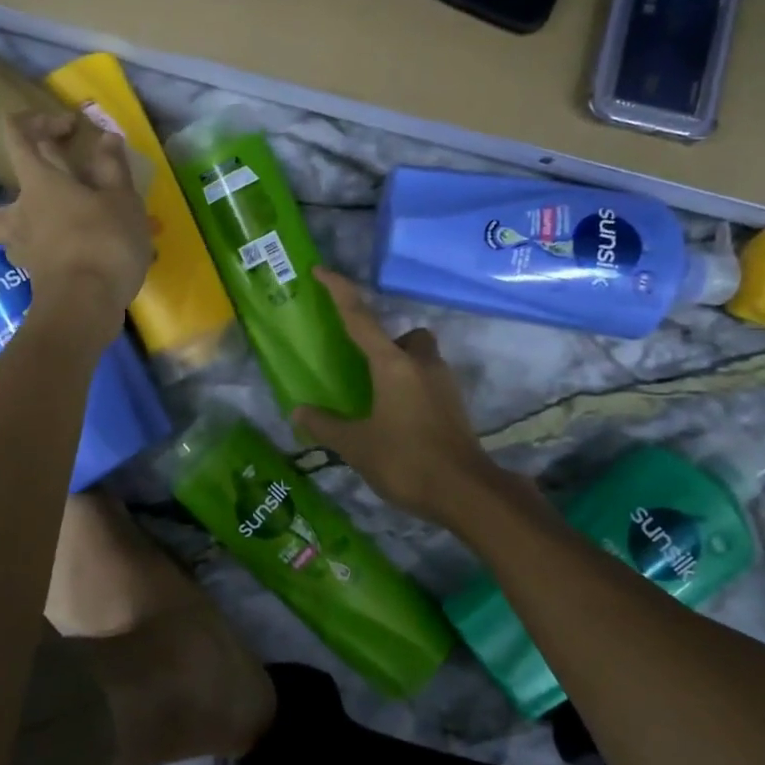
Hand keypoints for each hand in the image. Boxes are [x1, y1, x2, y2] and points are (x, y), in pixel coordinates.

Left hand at [0, 112, 151, 344]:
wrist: (86, 306)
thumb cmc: (103, 242)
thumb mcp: (121, 199)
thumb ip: (113, 168)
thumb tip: (106, 139)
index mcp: (38, 183)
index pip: (17, 135)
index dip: (38, 121)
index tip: (70, 129)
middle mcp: (19, 215)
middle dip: (3, 201)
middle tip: (40, 203)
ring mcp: (23, 252)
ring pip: (5, 240)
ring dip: (23, 233)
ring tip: (57, 234)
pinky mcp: (36, 280)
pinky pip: (34, 260)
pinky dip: (48, 257)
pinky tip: (75, 259)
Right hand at [292, 270, 498, 527]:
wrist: (466, 493)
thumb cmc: (405, 461)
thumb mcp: (356, 446)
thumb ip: (325, 425)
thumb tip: (299, 411)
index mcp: (392, 365)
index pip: (360, 318)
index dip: (339, 291)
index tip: (321, 271)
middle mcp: (421, 364)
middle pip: (407, 336)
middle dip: (388, 343)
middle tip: (366, 371)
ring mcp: (444, 385)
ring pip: (421, 359)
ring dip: (401, 369)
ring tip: (378, 401)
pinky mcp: (455, 406)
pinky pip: (430, 383)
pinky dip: (413, 391)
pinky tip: (399, 422)